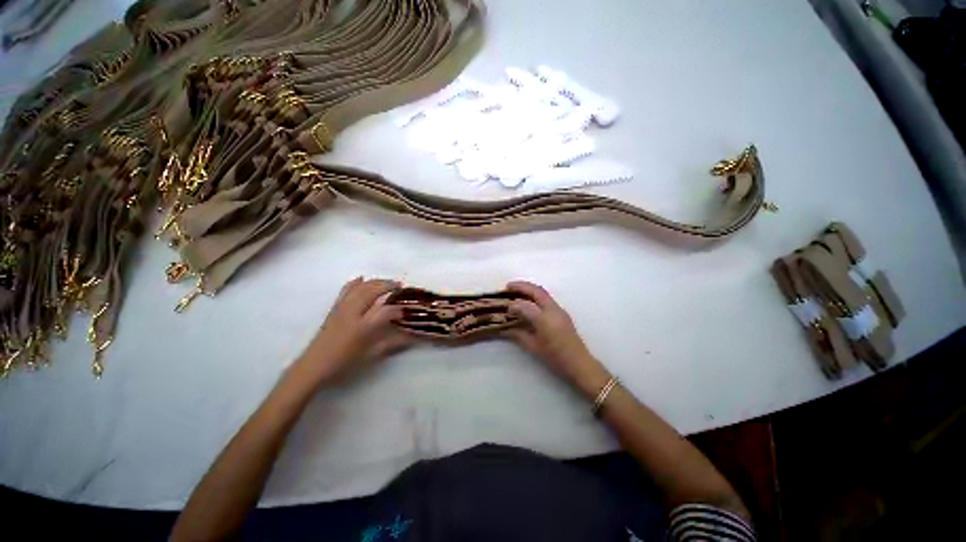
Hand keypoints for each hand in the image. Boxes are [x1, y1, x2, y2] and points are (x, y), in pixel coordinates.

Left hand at [298, 277, 413, 383]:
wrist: (314, 366)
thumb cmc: (345, 363)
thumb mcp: (372, 355)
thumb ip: (394, 343)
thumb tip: (412, 337)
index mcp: (363, 327)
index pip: (386, 311)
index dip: (398, 309)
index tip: (406, 312)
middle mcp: (353, 313)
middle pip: (373, 290)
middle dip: (388, 285)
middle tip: (401, 286)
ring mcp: (342, 308)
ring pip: (361, 287)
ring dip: (376, 282)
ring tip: (387, 282)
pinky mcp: (334, 308)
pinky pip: (346, 290)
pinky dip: (356, 282)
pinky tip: (363, 279)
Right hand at [503, 281, 611, 397]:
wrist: (579, 363)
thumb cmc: (555, 357)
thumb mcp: (534, 347)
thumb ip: (518, 334)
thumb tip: (505, 328)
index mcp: (545, 319)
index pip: (526, 305)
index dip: (513, 304)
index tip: (505, 306)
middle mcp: (553, 310)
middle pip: (537, 291)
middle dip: (522, 286)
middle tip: (508, 286)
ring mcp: (559, 310)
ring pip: (543, 292)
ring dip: (529, 289)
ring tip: (516, 290)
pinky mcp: (562, 312)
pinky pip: (547, 298)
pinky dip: (535, 295)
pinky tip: (529, 300)